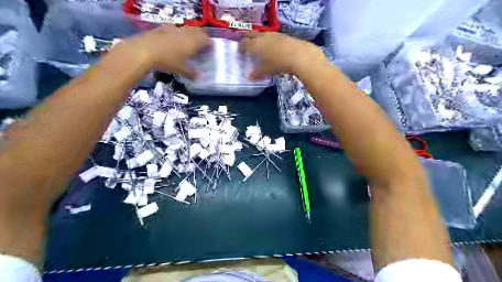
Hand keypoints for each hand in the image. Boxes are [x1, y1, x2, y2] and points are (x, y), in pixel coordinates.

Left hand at [127, 25, 212, 77]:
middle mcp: (186, 33)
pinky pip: (175, 29)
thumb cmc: (167, 61)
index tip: (211, 49)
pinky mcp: (163, 28)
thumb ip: (191, 73)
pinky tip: (174, 40)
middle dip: (202, 37)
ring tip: (189, 43)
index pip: (207, 40)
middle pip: (198, 31)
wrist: (144, 50)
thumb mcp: (181, 70)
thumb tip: (198, 77)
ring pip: (187, 29)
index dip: (210, 44)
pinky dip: (178, 34)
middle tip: (203, 45)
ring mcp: (174, 29)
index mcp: (193, 42)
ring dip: (191, 34)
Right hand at [239, 32, 325, 78]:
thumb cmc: (278, 64)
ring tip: (259, 46)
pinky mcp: (282, 35)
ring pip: (261, 34)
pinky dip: (268, 40)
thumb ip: (257, 74)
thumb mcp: (266, 71)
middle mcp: (262, 37)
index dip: (241, 47)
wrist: (297, 55)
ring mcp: (273, 34)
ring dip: (258, 39)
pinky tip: (272, 47)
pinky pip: (271, 36)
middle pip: (251, 35)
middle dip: (247, 39)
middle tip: (246, 45)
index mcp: (255, 45)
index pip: (244, 43)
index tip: (240, 51)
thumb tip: (250, 77)